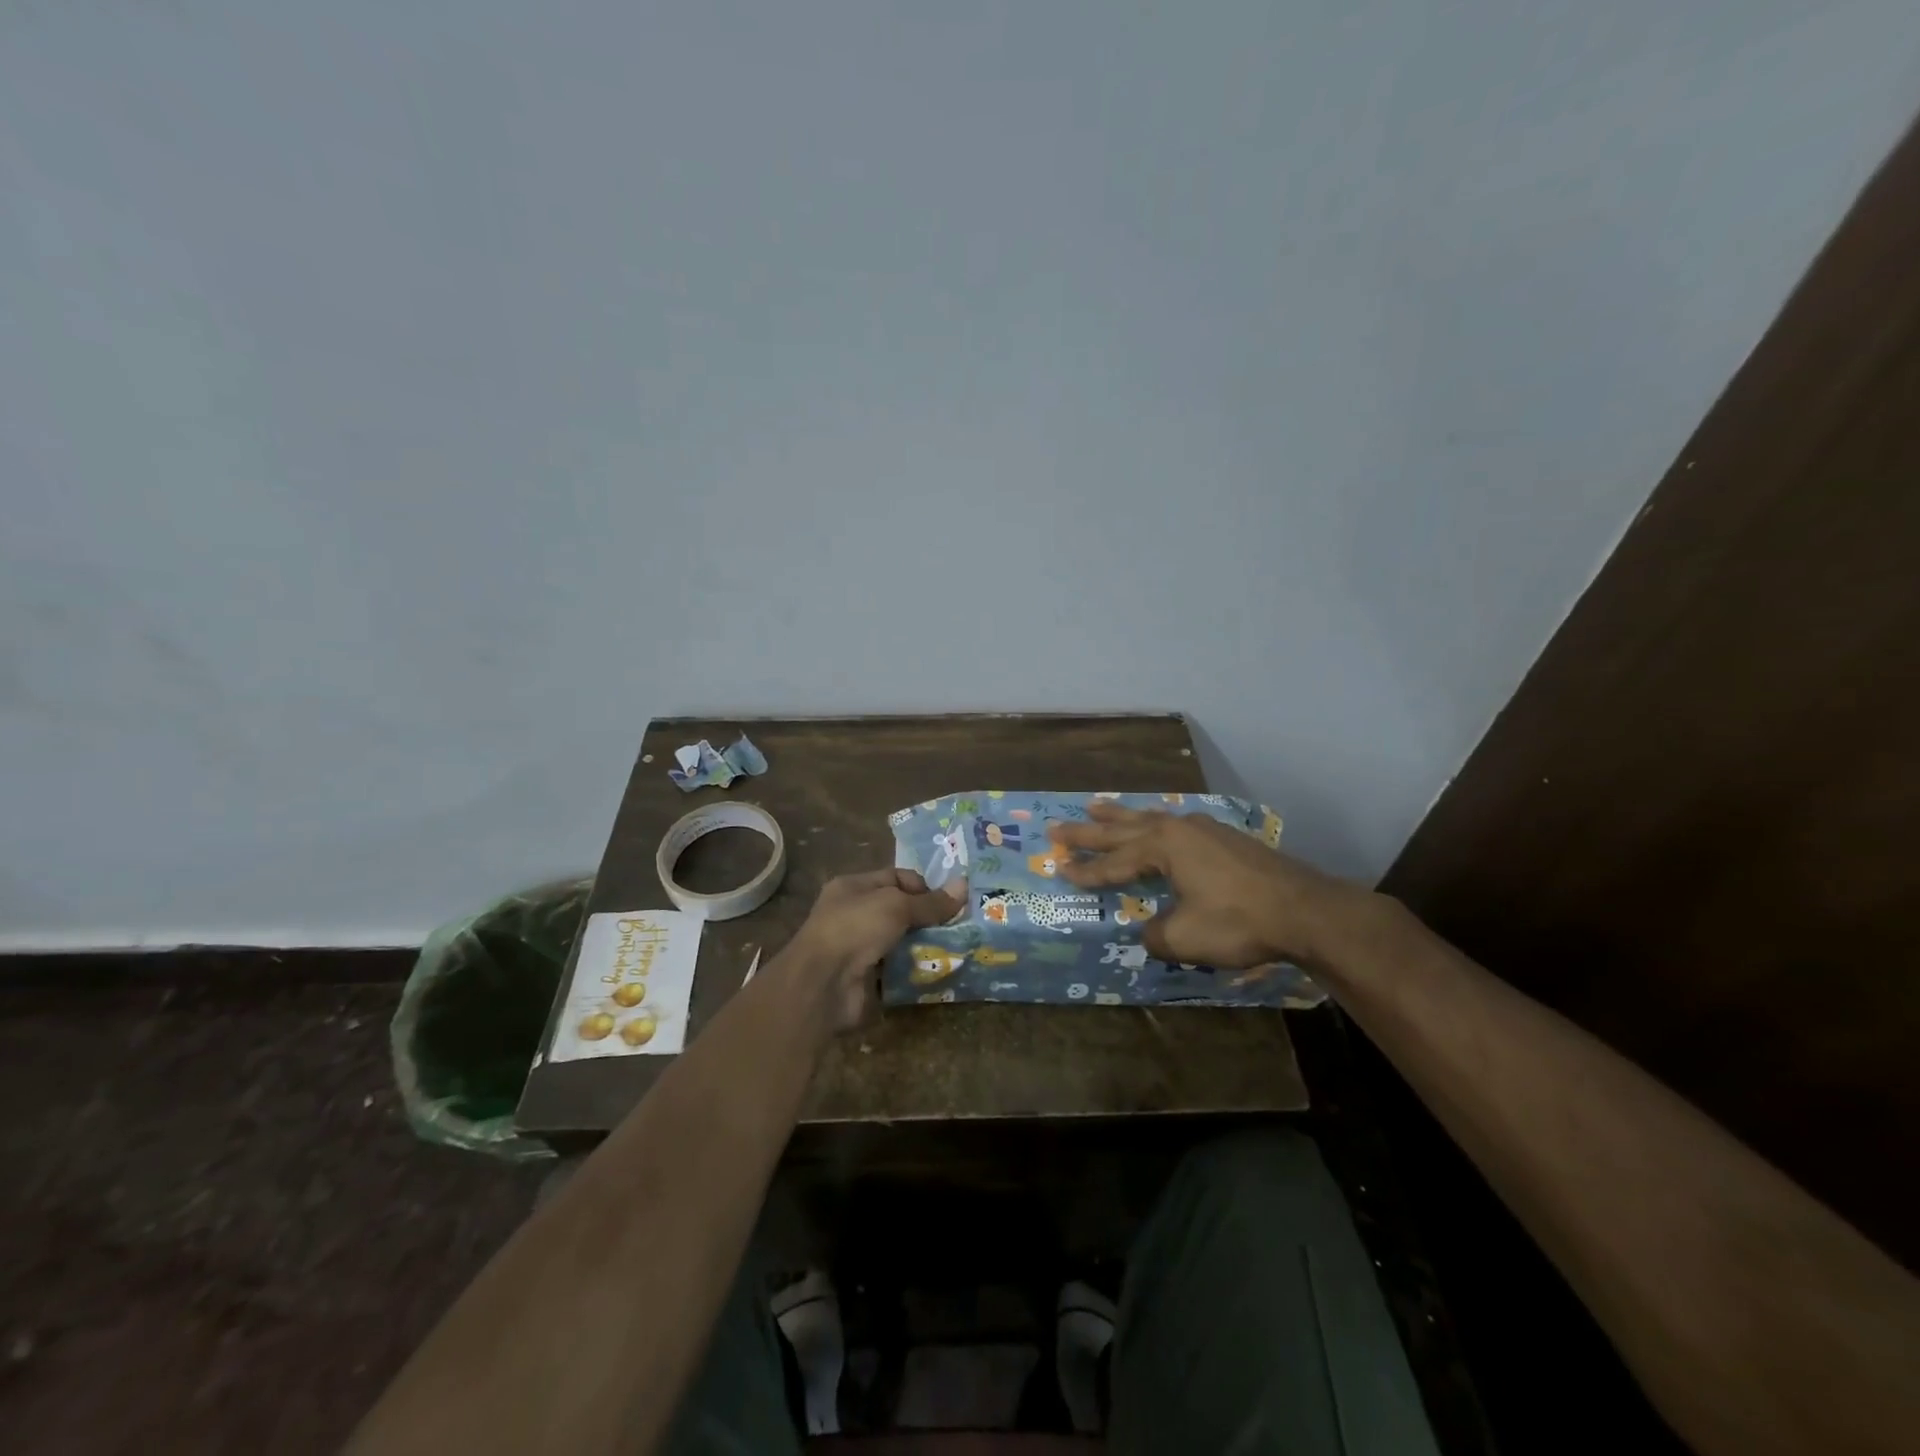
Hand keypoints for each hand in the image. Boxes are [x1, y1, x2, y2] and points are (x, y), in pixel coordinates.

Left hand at [787, 868, 964, 1032]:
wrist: (822, 985)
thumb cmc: (855, 929)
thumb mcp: (896, 906)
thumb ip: (930, 902)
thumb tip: (964, 886)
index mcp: (853, 886)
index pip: (896, 877)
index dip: (923, 887)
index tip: (948, 902)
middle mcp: (853, 913)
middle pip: (899, 910)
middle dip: (927, 918)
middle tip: (959, 927)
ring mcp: (857, 947)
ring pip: (900, 940)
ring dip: (923, 945)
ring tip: (954, 950)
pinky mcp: (864, 977)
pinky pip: (896, 968)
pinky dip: (913, 969)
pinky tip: (936, 971)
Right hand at [1047, 804, 1360, 968]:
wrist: (1305, 910)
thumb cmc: (1239, 921)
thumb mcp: (1185, 937)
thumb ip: (1156, 935)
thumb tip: (1147, 932)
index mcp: (1163, 846)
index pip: (1114, 862)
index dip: (1086, 870)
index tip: (1059, 870)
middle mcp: (1178, 829)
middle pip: (1123, 830)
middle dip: (1089, 831)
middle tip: (1056, 827)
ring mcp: (1204, 829)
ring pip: (1150, 818)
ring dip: (1120, 816)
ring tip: (1095, 804)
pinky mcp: (1225, 838)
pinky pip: (1174, 824)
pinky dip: (1152, 823)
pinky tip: (1156, 824)